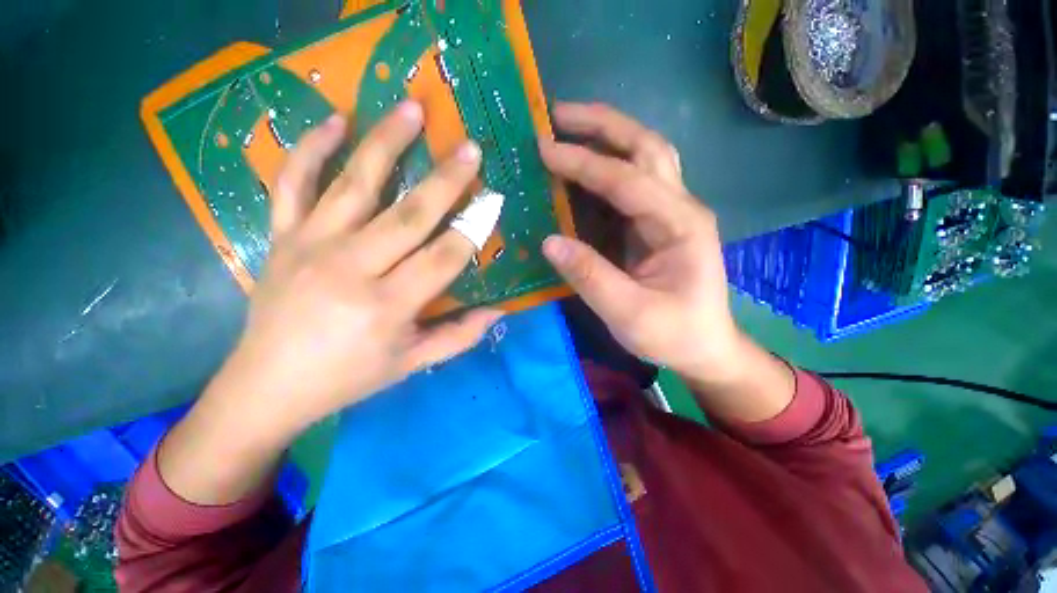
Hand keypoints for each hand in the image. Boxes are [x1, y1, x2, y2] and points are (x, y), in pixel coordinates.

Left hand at [209, 102, 501, 435]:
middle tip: (471, 148)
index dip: (474, 229)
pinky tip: (334, 121)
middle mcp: (350, 269)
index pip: (443, 258)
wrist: (267, 385)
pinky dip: (311, 147)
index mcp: (386, 307)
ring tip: (412, 108)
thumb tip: (498, 311)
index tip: (494, 202)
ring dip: (387, 142)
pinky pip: (293, 182)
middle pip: (408, 215)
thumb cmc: (348, 377)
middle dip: (446, 180)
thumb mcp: (411, 364)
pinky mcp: (282, 237)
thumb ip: (459, 337)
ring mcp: (310, 246)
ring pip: (355, 183)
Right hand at [539, 102, 741, 384]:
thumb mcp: (630, 313)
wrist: (704, 347)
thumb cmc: (674, 334)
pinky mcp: (657, 224)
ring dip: (606, 136)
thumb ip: (591, 277)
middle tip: (557, 115)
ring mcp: (671, 213)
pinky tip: (582, 167)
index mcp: (680, 225)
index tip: (544, 150)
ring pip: (644, 156)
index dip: (584, 163)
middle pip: (646, 146)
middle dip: (602, 124)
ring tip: (567, 127)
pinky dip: (605, 167)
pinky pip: (632, 183)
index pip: (627, 180)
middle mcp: (680, 207)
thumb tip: (549, 242)